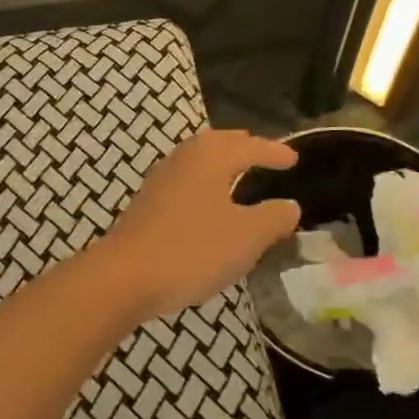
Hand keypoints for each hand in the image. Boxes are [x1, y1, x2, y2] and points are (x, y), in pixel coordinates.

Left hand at [97, 129, 300, 322]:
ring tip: (239, 173)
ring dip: (221, 161)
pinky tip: (209, 202)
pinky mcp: (149, 201)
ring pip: (198, 159)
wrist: (126, 275)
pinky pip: (186, 178)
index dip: (274, 152)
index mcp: (211, 157)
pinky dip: (205, 180)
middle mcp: (184, 157)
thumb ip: (273, 217)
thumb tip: (289, 205)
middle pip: (219, 143)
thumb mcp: (246, 237)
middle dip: (243, 146)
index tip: (293, 158)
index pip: (250, 147)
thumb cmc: (193, 249)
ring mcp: (162, 178)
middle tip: (264, 154)